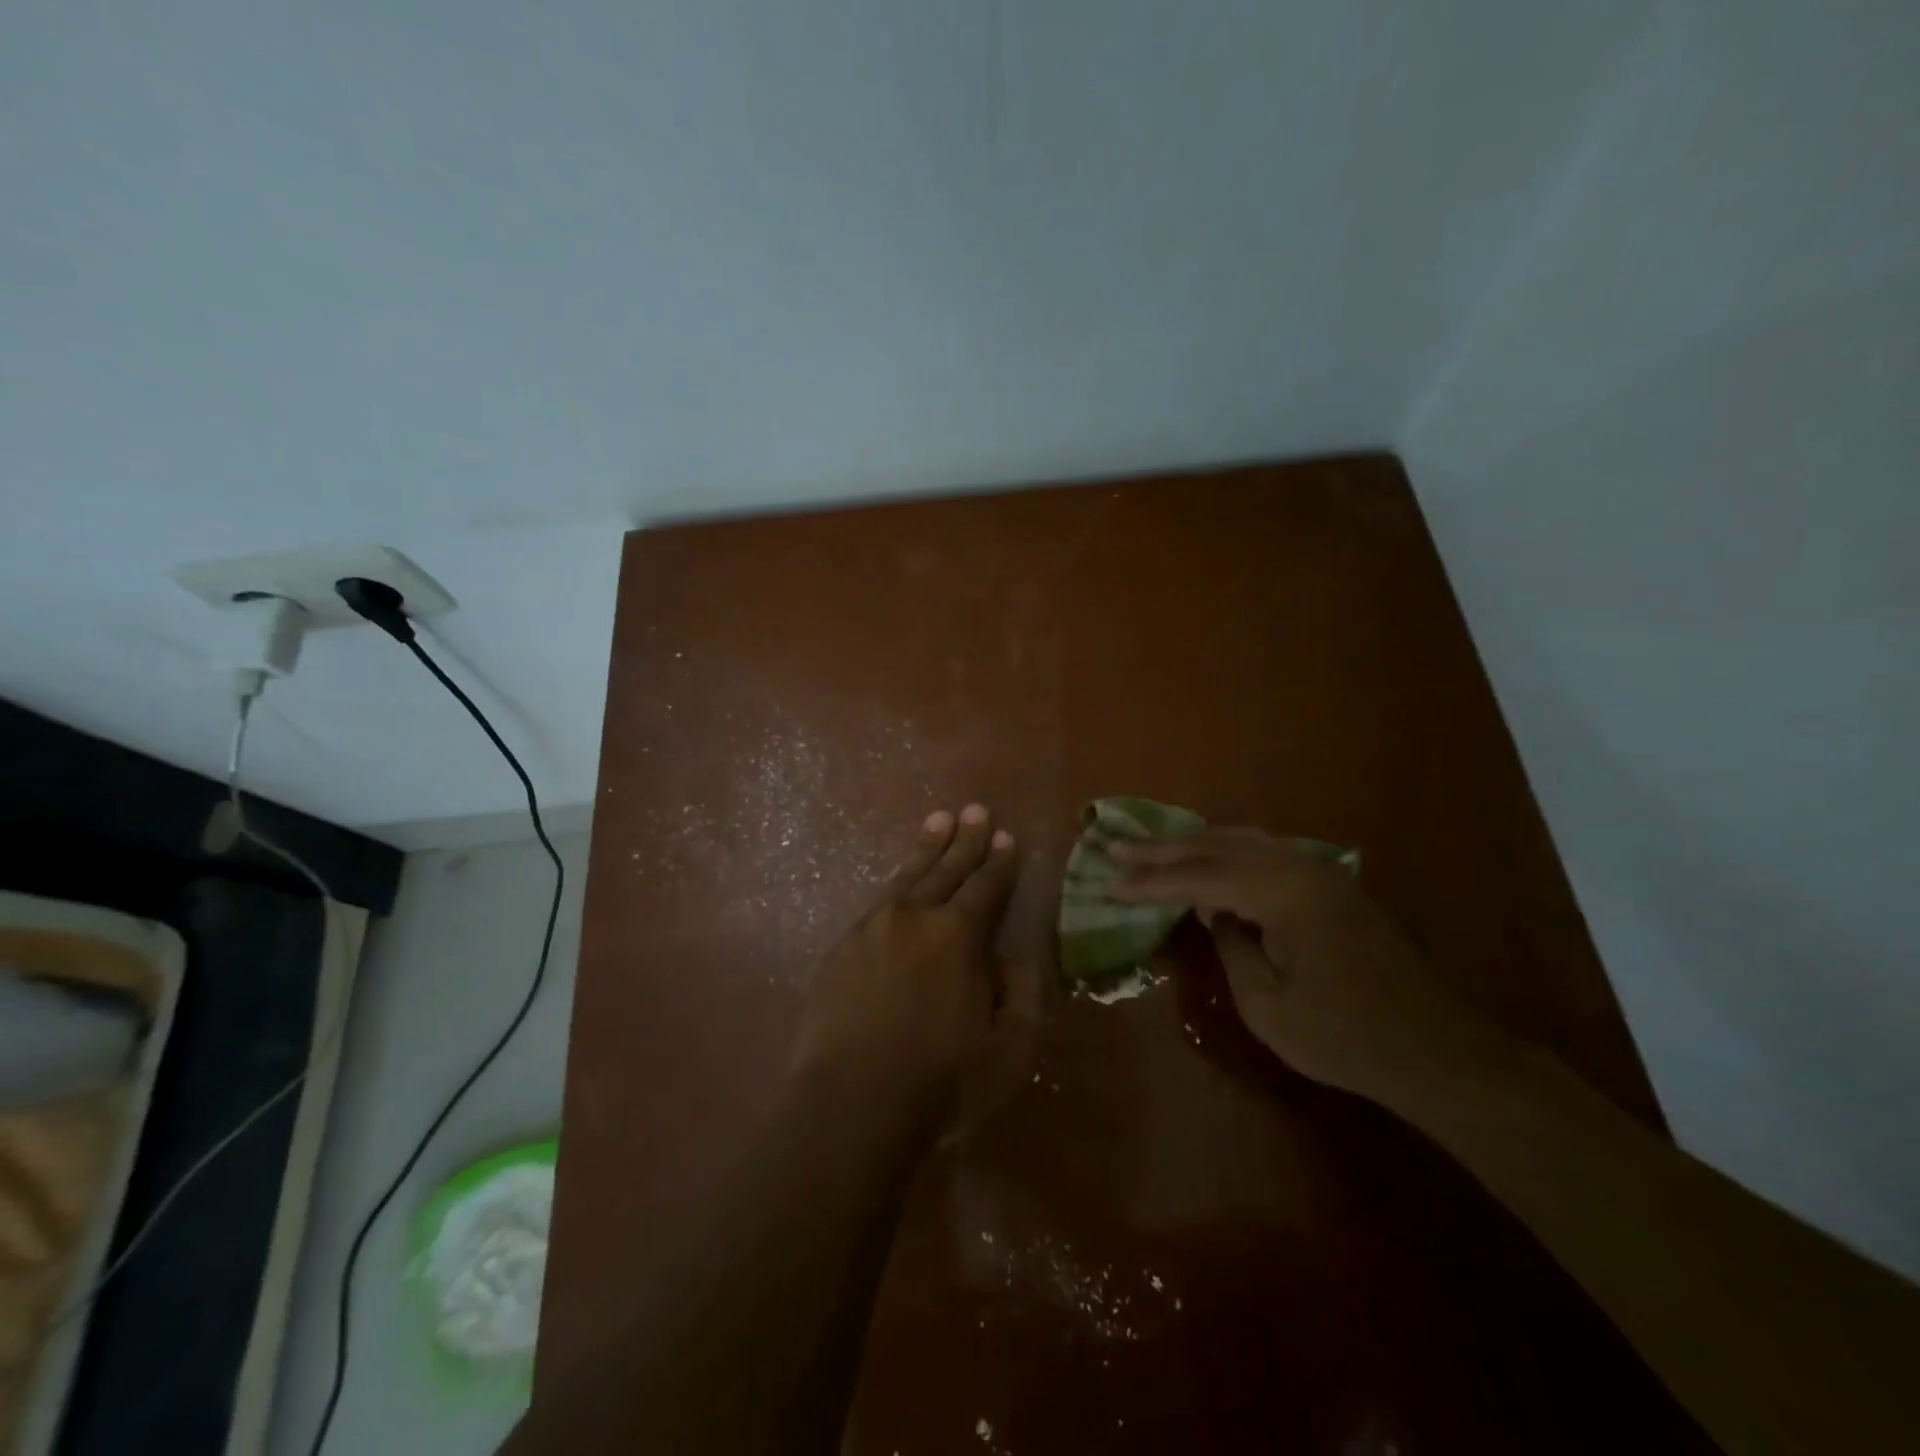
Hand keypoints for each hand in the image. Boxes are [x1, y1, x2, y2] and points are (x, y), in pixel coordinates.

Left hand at [791, 805, 1036, 1138]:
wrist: (850, 1103)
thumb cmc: (940, 1082)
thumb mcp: (1008, 1050)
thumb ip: (1019, 995)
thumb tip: (1013, 958)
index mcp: (959, 936)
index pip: (986, 887)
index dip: (999, 862)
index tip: (1006, 837)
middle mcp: (915, 917)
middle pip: (946, 869)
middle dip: (965, 840)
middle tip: (974, 810)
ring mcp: (873, 928)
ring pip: (907, 876)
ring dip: (926, 848)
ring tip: (938, 821)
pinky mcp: (842, 947)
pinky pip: (877, 901)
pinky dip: (895, 882)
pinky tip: (899, 881)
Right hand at [1111, 829, 1482, 1099]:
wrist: (1436, 1051)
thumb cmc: (1345, 1036)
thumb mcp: (1268, 1005)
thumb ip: (1231, 948)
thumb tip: (1217, 916)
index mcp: (1285, 893)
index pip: (1201, 878)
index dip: (1151, 882)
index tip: (1109, 883)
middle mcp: (1302, 867)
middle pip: (1219, 847)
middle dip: (1163, 850)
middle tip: (1117, 848)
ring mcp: (1321, 872)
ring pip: (1244, 841)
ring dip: (1194, 844)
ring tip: (1152, 848)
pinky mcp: (1332, 886)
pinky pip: (1266, 853)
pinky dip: (1227, 852)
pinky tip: (1210, 860)